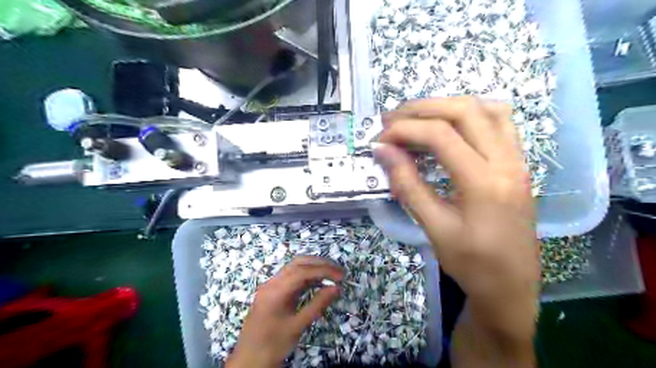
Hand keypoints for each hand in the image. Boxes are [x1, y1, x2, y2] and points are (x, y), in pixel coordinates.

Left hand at [227, 255, 343, 367]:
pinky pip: (291, 277)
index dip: (324, 270)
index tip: (341, 276)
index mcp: (275, 290)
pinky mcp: (273, 291)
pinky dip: (306, 276)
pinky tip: (318, 282)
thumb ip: (317, 305)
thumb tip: (336, 288)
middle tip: (339, 271)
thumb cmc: (273, 345)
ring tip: (332, 275)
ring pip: (294, 267)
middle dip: (320, 264)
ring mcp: (271, 285)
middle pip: (298, 263)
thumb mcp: (297, 326)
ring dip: (314, 268)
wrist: (248, 360)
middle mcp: (272, 282)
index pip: (302, 271)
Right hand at [377, 96, 540, 338]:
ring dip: (446, 106)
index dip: (405, 130)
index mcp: (484, 182)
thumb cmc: (471, 263)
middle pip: (464, 111)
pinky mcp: (518, 163)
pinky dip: (471, 113)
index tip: (380, 140)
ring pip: (485, 109)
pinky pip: (500, 121)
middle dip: (422, 109)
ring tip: (416, 118)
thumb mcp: (433, 228)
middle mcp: (506, 161)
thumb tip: (383, 151)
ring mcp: (517, 159)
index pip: (440, 135)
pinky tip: (451, 124)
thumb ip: (408, 184)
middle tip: (392, 120)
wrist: (511, 286)